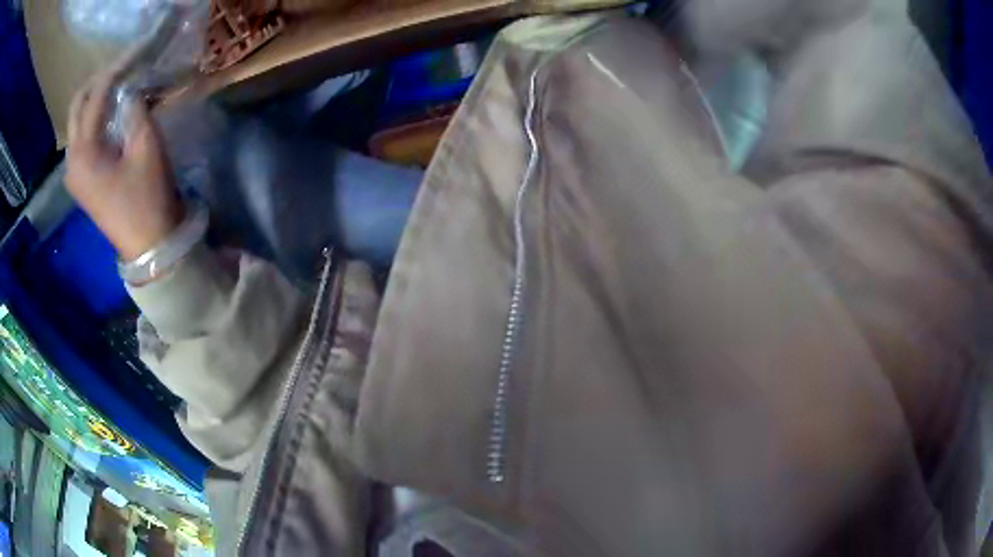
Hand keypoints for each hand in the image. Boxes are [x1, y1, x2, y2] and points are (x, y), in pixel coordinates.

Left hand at [65, 65, 182, 261]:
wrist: (148, 247)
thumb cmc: (147, 198)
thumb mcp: (146, 146)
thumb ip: (135, 109)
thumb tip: (132, 87)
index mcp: (83, 153)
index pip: (96, 95)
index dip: (118, 66)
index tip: (140, 46)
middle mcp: (71, 160)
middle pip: (78, 106)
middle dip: (100, 79)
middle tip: (125, 64)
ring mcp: (75, 172)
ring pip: (79, 120)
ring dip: (97, 97)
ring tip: (122, 82)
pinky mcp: (82, 179)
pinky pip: (84, 137)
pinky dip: (97, 117)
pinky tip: (114, 109)